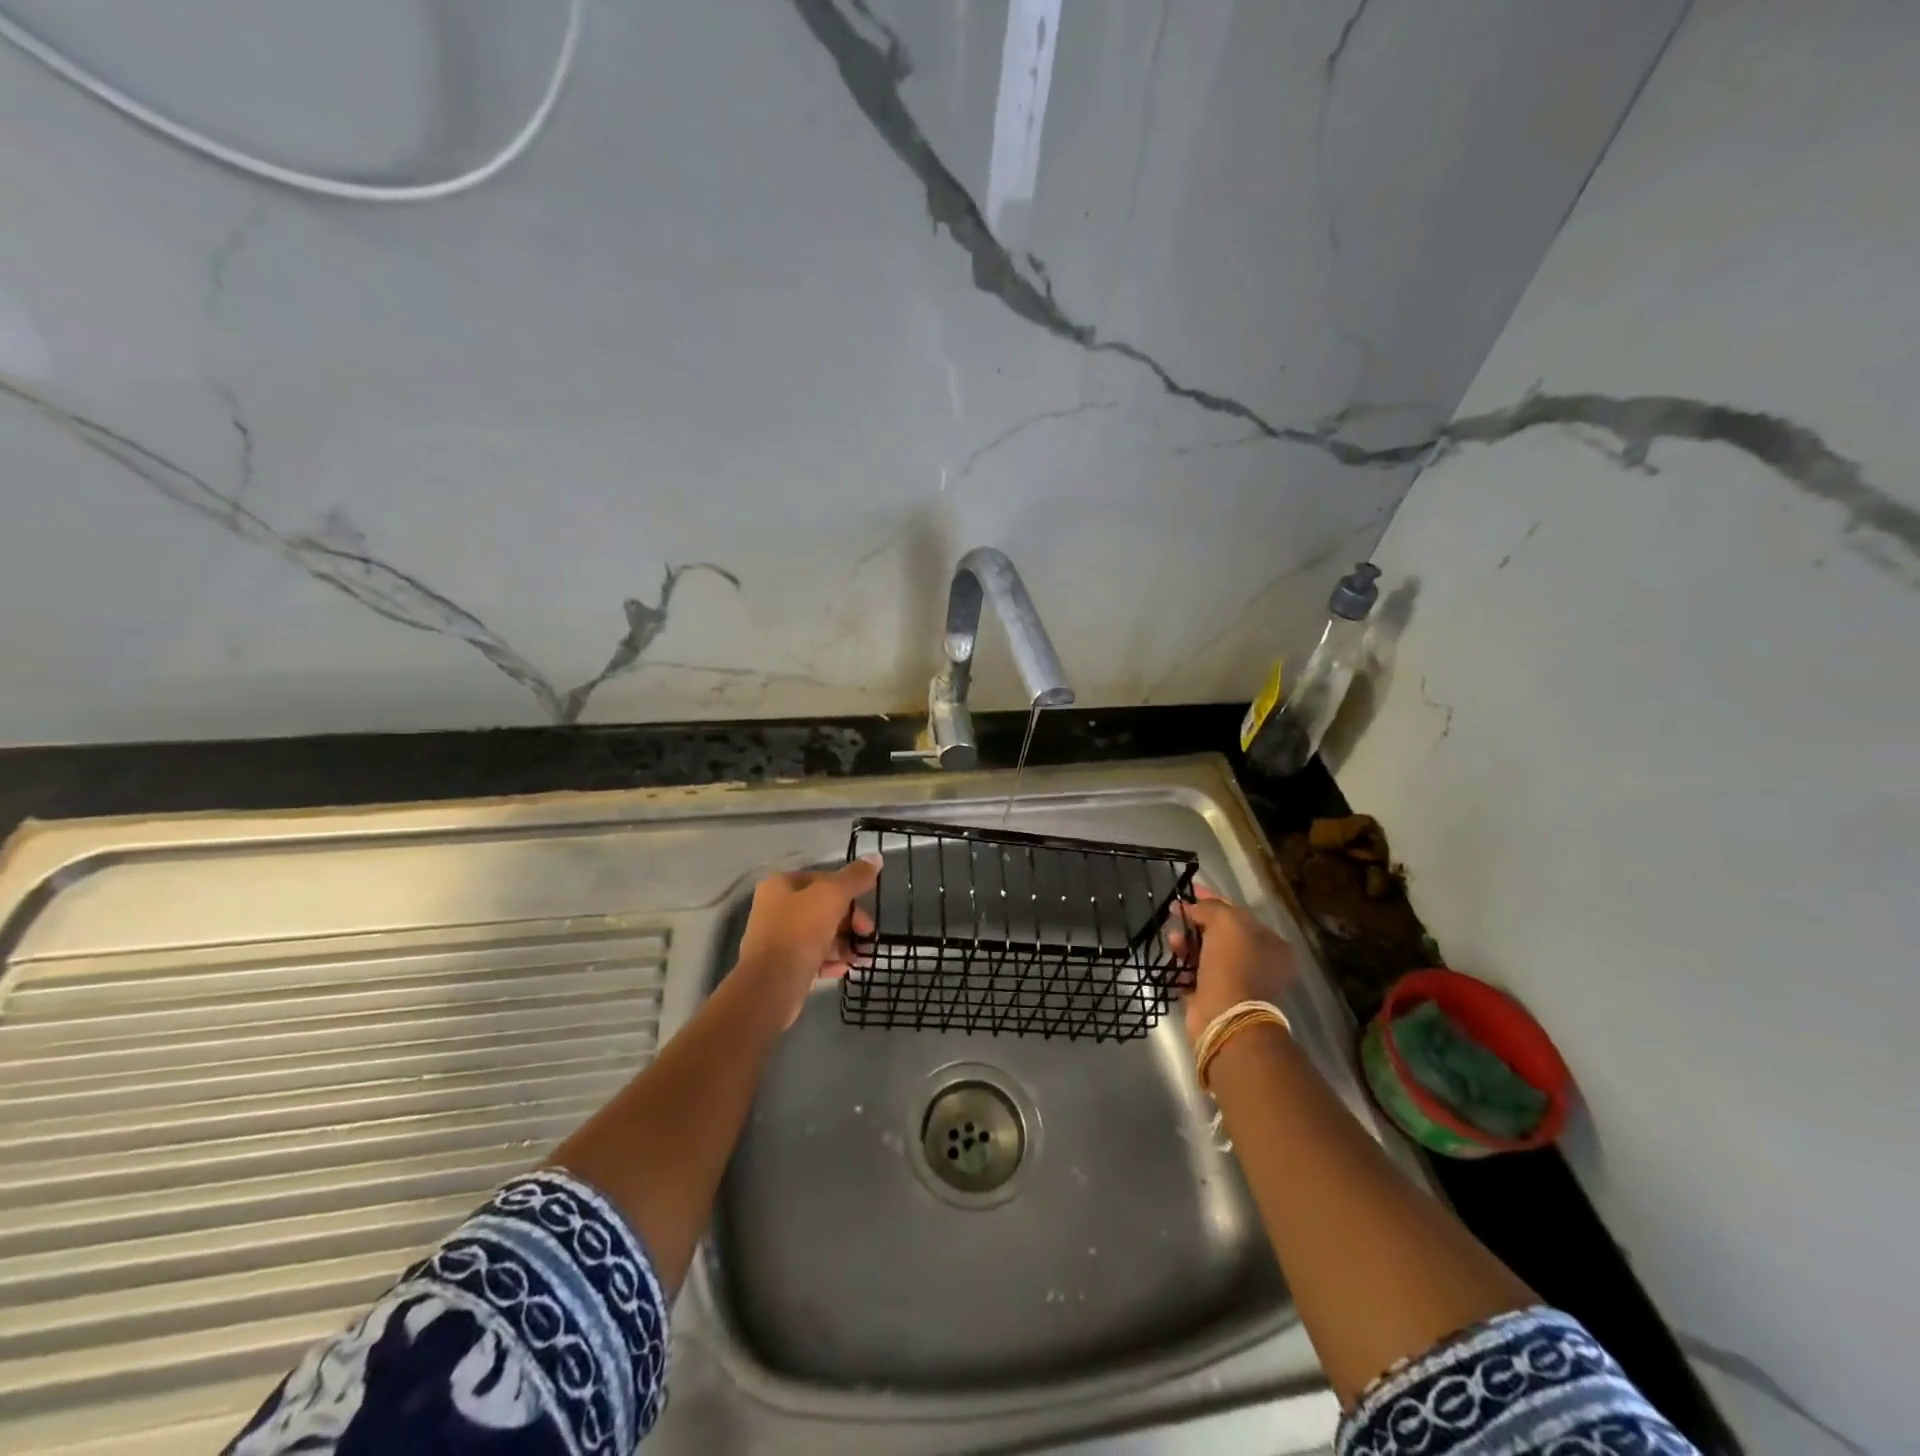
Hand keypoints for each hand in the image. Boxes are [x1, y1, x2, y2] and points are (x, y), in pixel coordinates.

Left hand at [734, 857, 879, 1026]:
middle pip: (822, 908)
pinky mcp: (781, 966)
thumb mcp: (832, 896)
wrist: (770, 985)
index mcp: (781, 885)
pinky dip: (830, 961)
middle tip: (867, 936)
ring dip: (844, 944)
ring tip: (861, 958)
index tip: (866, 909)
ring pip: (819, 934)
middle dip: (849, 922)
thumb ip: (855, 877)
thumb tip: (876, 857)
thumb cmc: (800, 931)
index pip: (823, 879)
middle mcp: (775, 908)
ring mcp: (777, 938)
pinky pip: (811, 957)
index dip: (849, 892)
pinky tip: (844, 969)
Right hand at [1167, 890, 1297, 1044]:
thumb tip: (1192, 906)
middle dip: (1197, 921)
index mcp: (1272, 945)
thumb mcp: (1225, 922)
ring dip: (1187, 942)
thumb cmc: (1232, 963)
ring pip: (1206, 953)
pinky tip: (1173, 956)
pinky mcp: (1216, 997)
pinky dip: (1183, 963)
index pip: (1239, 913)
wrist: (1224, 1014)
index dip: (1213, 899)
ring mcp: (1238, 982)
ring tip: (1172, 939)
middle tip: (1175, 912)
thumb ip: (1210, 907)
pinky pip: (1195, 972)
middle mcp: (1259, 963)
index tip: (1190, 890)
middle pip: (1222, 933)